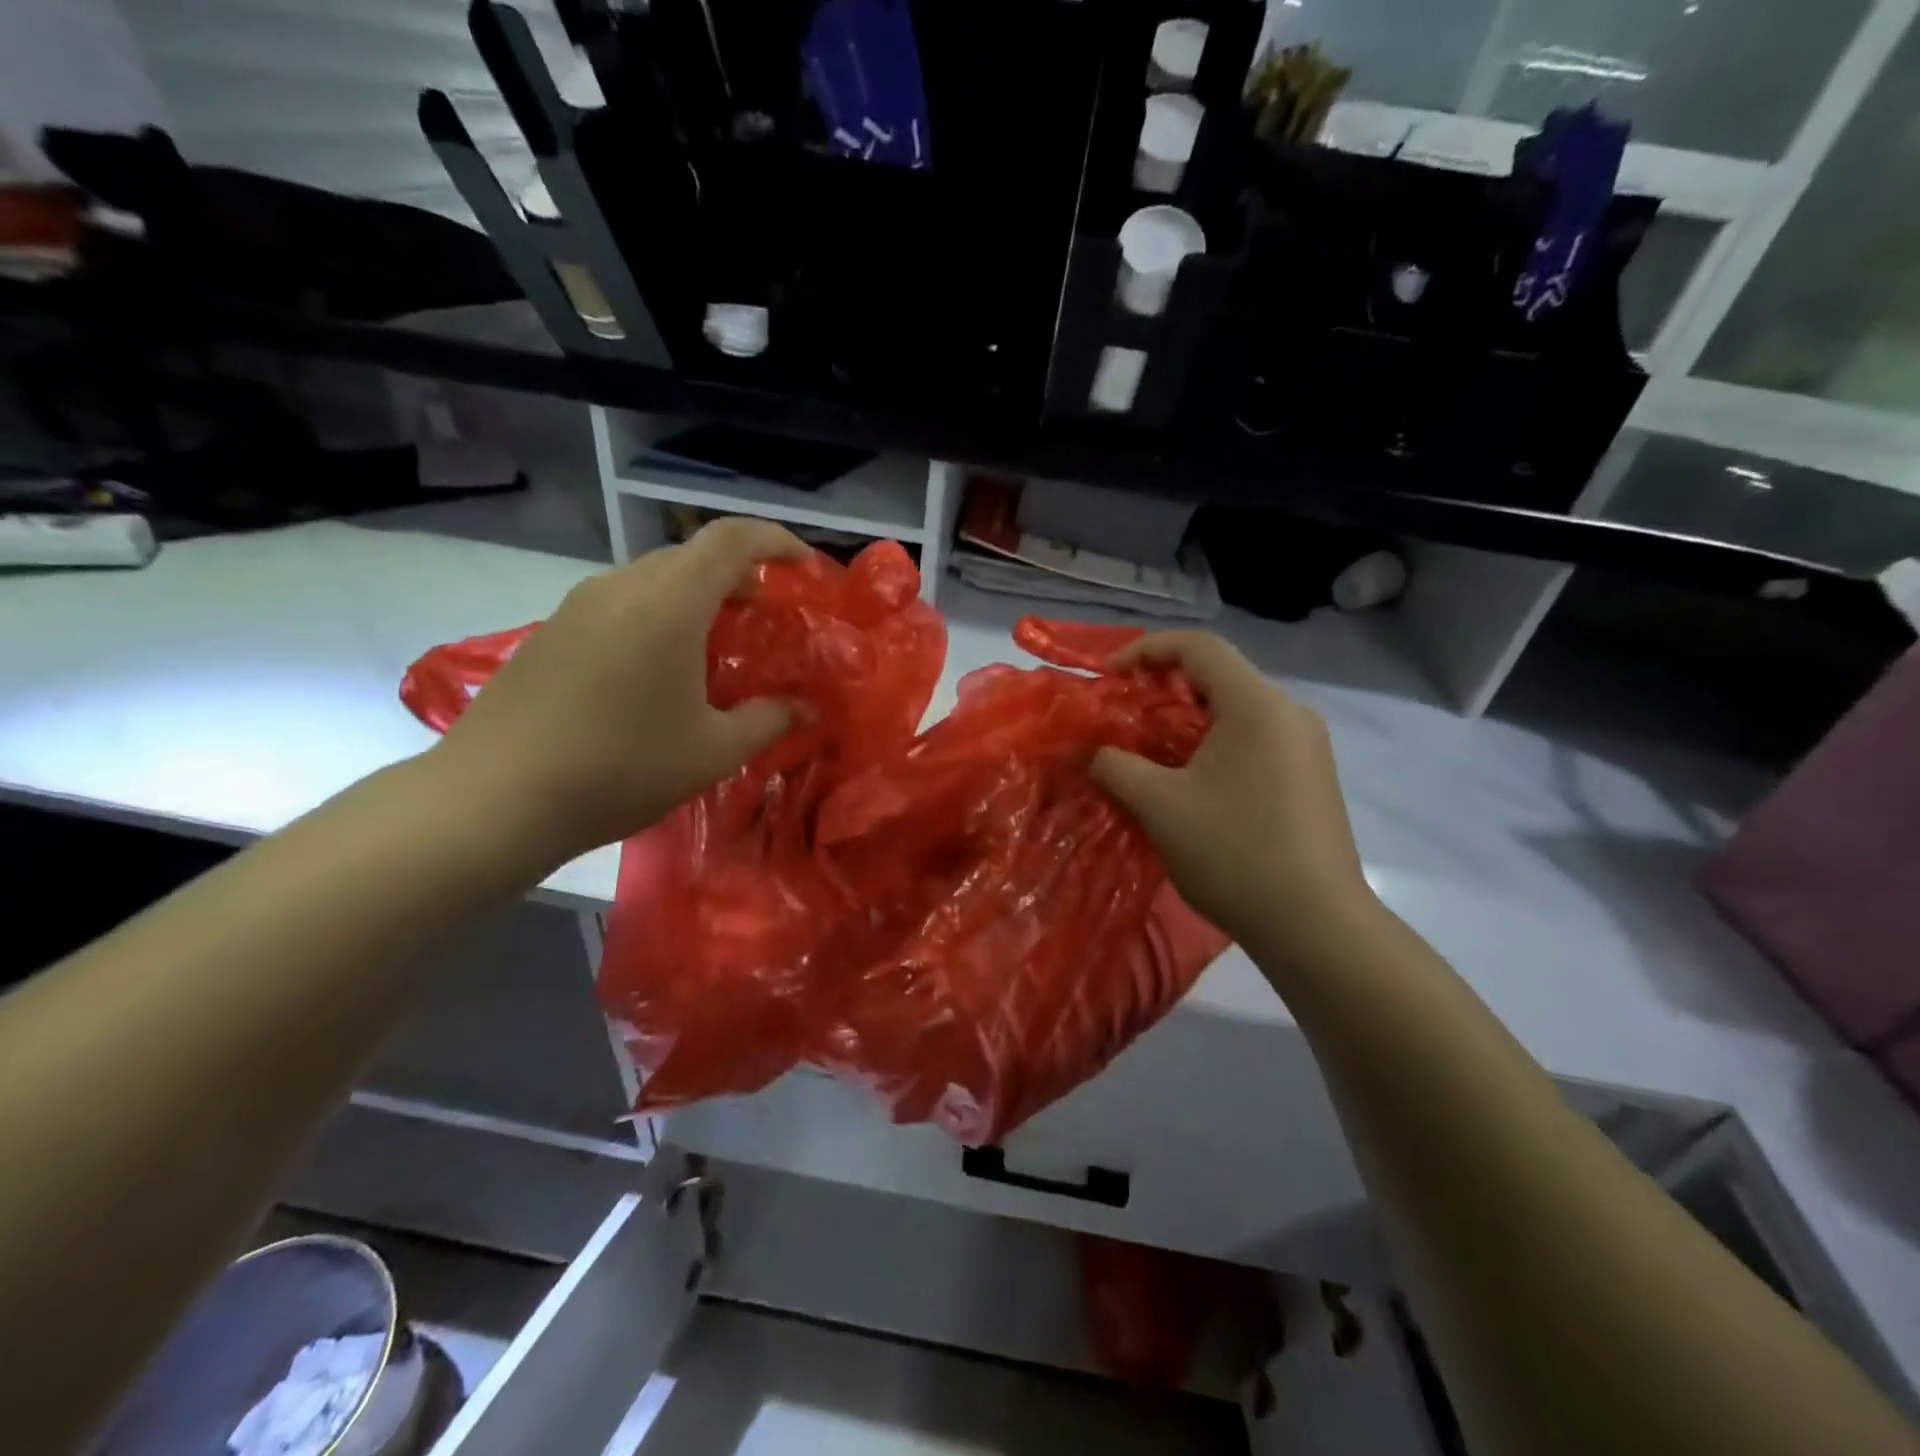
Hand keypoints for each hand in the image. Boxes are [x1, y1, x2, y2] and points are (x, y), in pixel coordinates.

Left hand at [432, 518, 809, 866]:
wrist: (494, 797)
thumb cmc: (621, 768)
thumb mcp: (713, 752)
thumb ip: (768, 720)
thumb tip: (805, 708)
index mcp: (669, 602)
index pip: (732, 539)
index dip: (776, 540)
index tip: (806, 568)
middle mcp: (623, 586)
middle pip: (693, 555)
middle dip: (740, 576)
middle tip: (768, 618)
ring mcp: (580, 605)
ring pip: (655, 579)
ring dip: (697, 598)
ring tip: (720, 646)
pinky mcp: (553, 630)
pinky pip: (622, 603)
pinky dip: (659, 617)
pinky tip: (663, 670)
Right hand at [1090, 632, 1376, 953]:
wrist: (1315, 926)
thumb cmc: (1234, 852)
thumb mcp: (1159, 805)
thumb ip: (1115, 765)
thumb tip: (1089, 750)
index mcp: (1257, 704)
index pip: (1198, 646)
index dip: (1145, 650)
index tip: (1107, 678)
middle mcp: (1289, 713)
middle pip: (1219, 675)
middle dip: (1162, 688)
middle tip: (1122, 716)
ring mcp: (1306, 747)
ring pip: (1236, 710)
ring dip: (1186, 720)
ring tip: (1147, 751)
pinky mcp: (1310, 778)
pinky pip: (1254, 740)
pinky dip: (1213, 744)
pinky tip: (1189, 781)